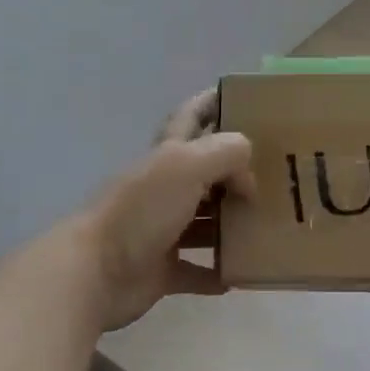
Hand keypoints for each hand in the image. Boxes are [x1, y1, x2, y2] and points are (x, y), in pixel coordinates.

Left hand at [76, 90, 255, 331]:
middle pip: (203, 172)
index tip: (243, 96)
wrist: (94, 273)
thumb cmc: (140, 211)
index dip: (212, 102)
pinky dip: (217, 272)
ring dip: (231, 223)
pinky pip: (197, 270)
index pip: (191, 117)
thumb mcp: (186, 166)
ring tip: (267, 225)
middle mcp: (163, 189)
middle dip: (234, 169)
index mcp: (166, 156)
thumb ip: (225, 154)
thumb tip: (248, 178)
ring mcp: (161, 230)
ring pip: (204, 221)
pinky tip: (241, 274)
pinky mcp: (161, 269)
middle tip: (275, 173)